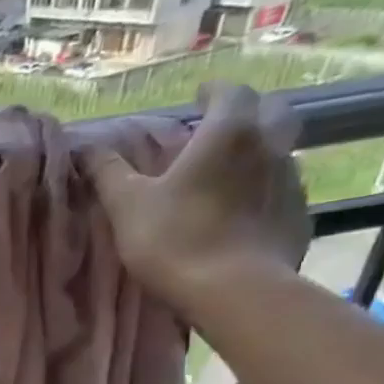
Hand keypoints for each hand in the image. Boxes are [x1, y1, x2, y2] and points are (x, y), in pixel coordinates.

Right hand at [80, 82, 309, 310]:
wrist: (233, 292)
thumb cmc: (174, 239)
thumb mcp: (126, 205)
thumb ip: (108, 172)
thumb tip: (85, 148)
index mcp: (228, 134)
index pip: (231, 93)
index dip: (214, 92)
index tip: (200, 96)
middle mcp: (269, 147)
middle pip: (272, 112)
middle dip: (249, 112)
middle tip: (222, 127)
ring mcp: (291, 182)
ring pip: (280, 152)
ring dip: (258, 153)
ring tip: (230, 173)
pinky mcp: (298, 217)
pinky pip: (283, 192)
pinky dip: (265, 192)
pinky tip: (244, 213)